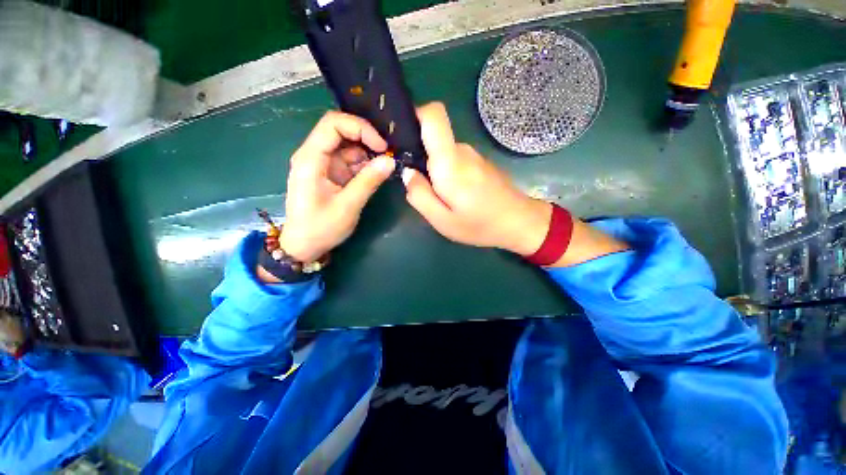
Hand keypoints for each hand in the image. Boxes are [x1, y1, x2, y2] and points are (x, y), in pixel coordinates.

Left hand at [280, 111, 394, 262]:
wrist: (304, 246)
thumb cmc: (321, 228)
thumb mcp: (348, 206)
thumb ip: (369, 181)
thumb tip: (391, 161)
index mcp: (311, 159)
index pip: (333, 124)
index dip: (360, 128)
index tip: (382, 146)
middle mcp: (314, 155)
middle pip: (341, 131)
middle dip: (366, 138)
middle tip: (387, 153)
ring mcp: (323, 164)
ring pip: (348, 146)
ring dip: (368, 153)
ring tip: (386, 165)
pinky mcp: (331, 174)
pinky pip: (350, 161)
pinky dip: (364, 165)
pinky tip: (376, 173)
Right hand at [402, 102, 551, 255]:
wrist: (520, 222)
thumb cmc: (480, 224)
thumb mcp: (442, 220)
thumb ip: (419, 195)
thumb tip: (407, 173)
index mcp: (450, 162)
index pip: (434, 115)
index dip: (415, 115)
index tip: (403, 137)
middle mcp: (462, 150)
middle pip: (433, 138)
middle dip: (420, 157)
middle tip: (421, 186)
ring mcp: (474, 155)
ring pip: (443, 152)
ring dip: (435, 169)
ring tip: (441, 196)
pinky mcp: (480, 162)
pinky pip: (455, 160)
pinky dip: (448, 172)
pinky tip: (455, 195)